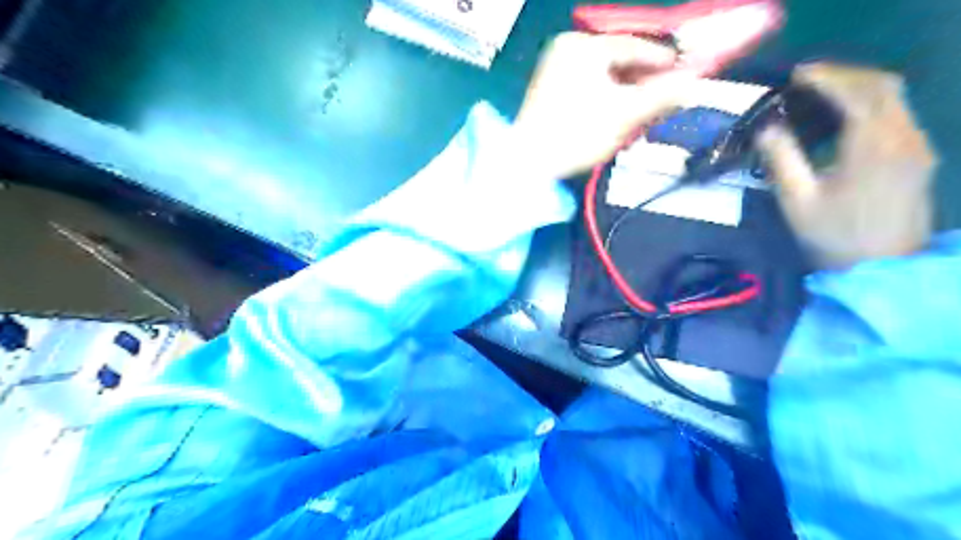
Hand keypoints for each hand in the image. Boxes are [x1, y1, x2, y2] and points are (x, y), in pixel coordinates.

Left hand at [514, 32, 694, 178]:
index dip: (662, 61)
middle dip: (643, 81)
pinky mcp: (548, 91)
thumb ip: (661, 95)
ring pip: (602, 77)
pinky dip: (605, 99)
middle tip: (665, 97)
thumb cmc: (577, 134)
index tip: (686, 73)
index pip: (634, 47)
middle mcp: (566, 50)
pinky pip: (587, 88)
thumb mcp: (624, 114)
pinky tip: (616, 117)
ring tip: (643, 111)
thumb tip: (694, 82)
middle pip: (618, 62)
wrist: (529, 163)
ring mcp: (553, 70)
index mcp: (583, 47)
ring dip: (625, 93)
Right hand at [760, 63, 939, 269]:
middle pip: (883, 86)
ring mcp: (917, 145)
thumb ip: (782, 160)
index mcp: (872, 147)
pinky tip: (847, 116)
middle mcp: (904, 137)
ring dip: (859, 87)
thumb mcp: (797, 201)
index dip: (827, 78)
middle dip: (845, 76)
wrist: (882, 266)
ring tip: (823, 93)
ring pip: (895, 98)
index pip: (855, 93)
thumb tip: (767, 129)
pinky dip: (871, 104)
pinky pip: (898, 114)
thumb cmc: (833, 236)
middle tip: (808, 80)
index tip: (797, 75)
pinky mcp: (919, 156)